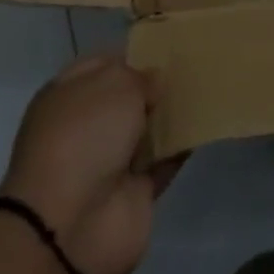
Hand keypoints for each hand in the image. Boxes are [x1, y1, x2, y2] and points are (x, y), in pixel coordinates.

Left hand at [0, 54, 182, 273]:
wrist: (71, 227)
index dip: (133, 55)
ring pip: (146, 129)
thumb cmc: (84, 136)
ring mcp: (108, 162)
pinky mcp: (133, 194)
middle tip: (193, 65)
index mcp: (67, 95)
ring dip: (170, 116)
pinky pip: (162, 161)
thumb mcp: (114, 83)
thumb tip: (154, 84)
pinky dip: (180, 147)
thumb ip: (140, 76)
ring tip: (205, 90)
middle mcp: (86, 126)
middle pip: (127, 98)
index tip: (167, 46)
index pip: (103, 64)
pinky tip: (203, 126)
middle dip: (155, 85)